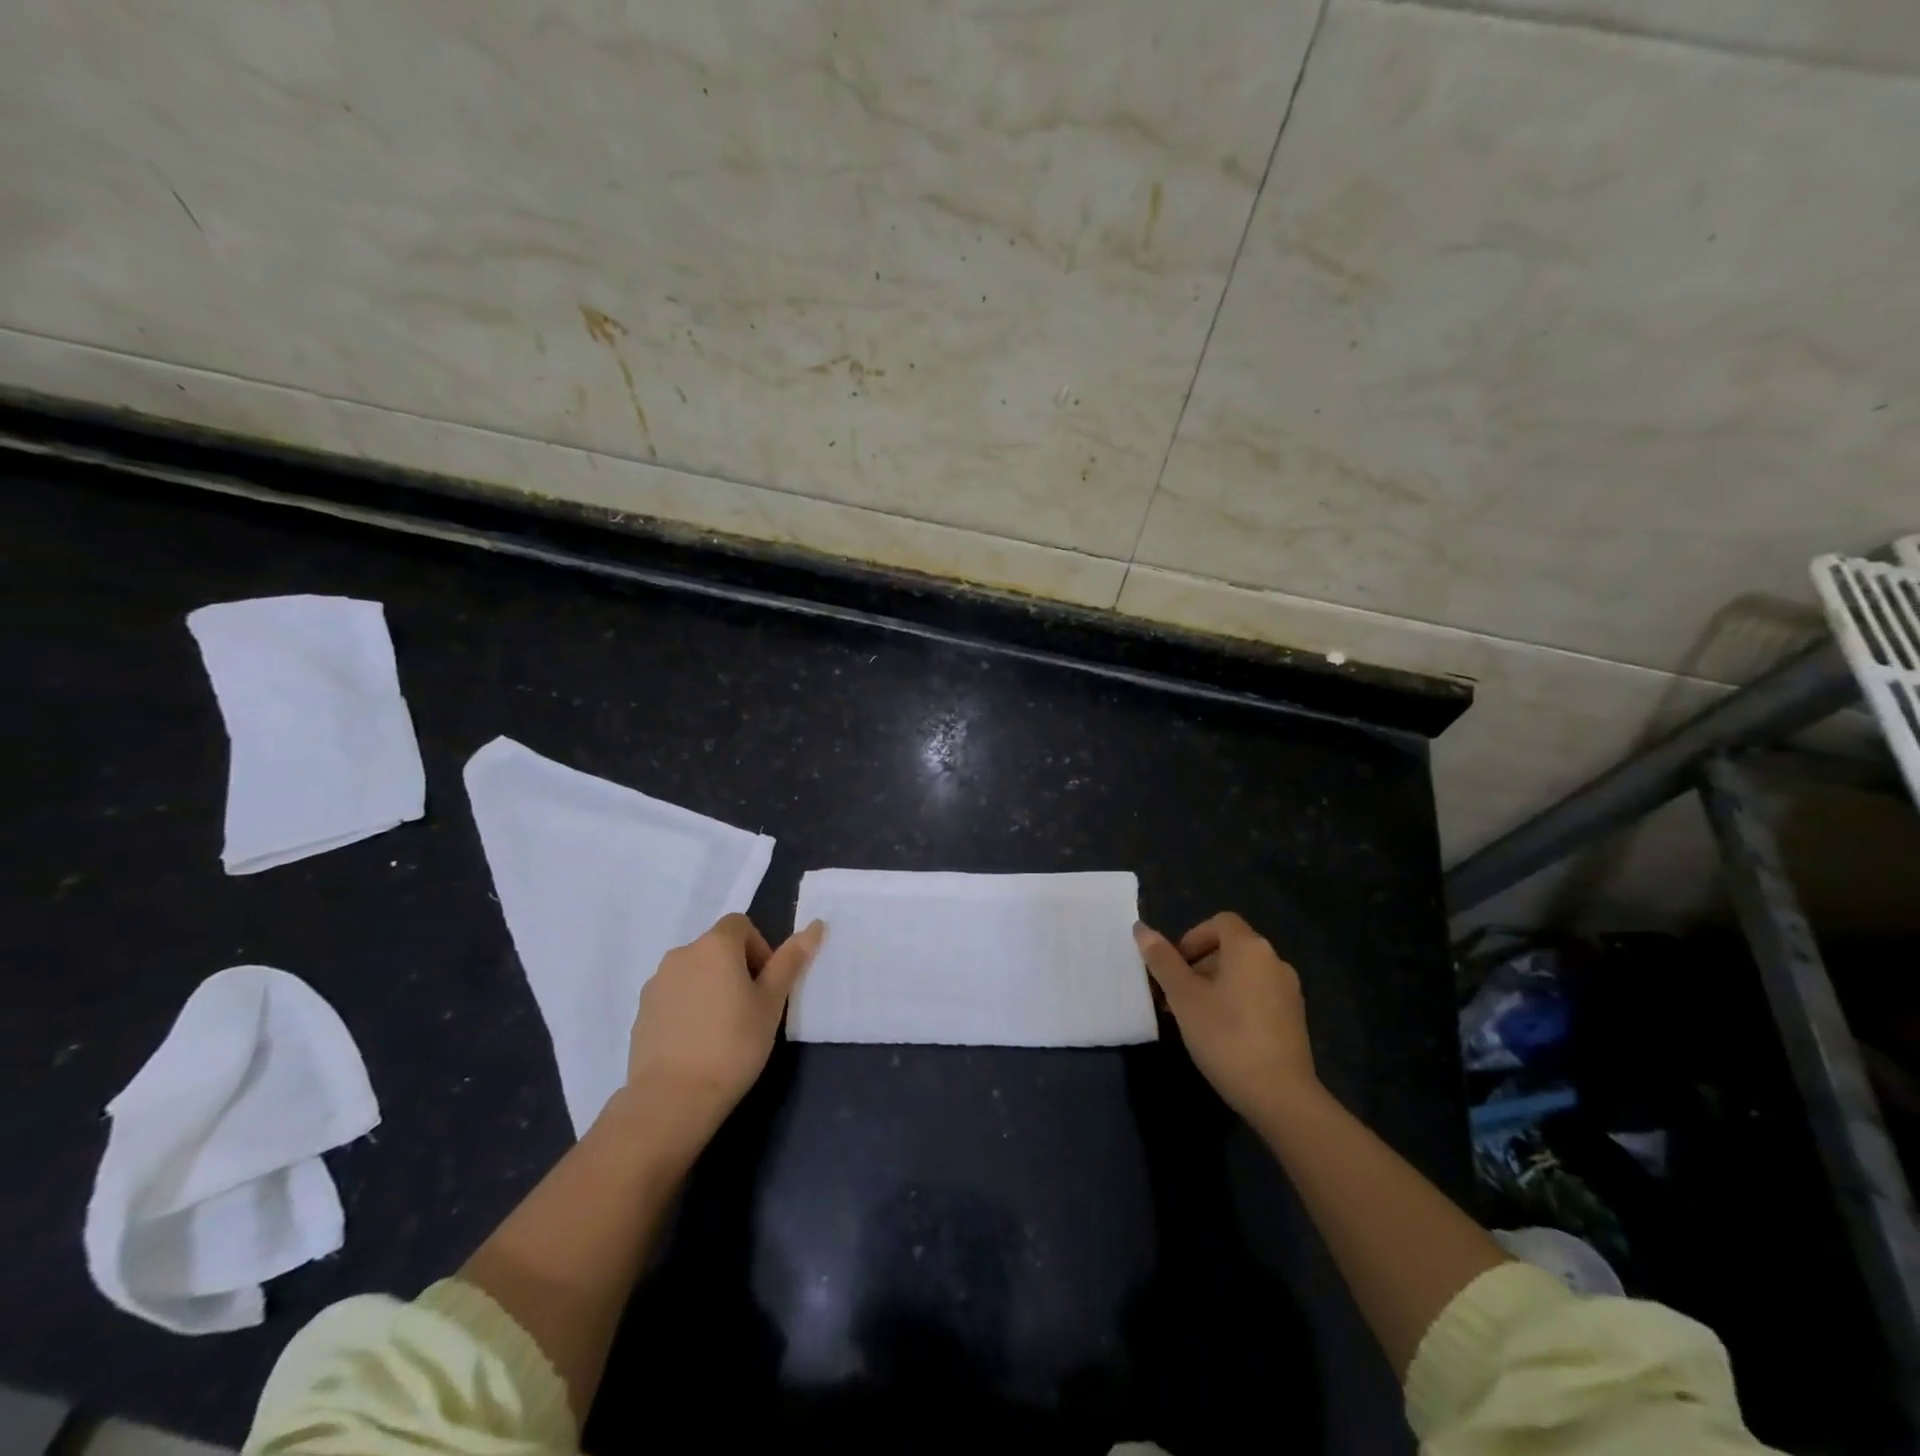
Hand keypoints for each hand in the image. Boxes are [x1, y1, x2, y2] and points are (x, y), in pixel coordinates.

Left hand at [622, 913, 824, 1141]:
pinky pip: (674, 995)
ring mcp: (656, 982)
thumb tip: (816, 926)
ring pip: (694, 972)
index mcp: (715, 945)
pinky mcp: (642, 1011)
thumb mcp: (772, 1003)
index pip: (741, 925)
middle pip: (716, 947)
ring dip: (711, 986)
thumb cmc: (733, 1044)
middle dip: (736, 968)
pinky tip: (698, 1041)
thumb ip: (790, 961)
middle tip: (751, 1008)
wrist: (672, 1098)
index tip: (766, 985)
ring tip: (723, 1028)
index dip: (759, 948)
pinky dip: (689, 1006)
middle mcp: (681, 954)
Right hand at [1134, 912, 1317, 1123]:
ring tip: (1193, 1016)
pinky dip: (1236, 1001)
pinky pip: (1258, 995)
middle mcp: (1274, 961)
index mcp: (1250, 948)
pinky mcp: (1294, 1018)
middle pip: (1231, 947)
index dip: (1192, 937)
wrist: (1281, 1096)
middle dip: (1198, 964)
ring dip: (1215, 985)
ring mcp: (1289, 991)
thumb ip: (1162, 960)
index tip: (1175, 966)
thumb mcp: (1184, 997)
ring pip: (1243, 973)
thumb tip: (1141, 929)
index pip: (1219, 922)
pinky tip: (1221, 1033)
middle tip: (1175, 995)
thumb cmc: (1226, 1036)